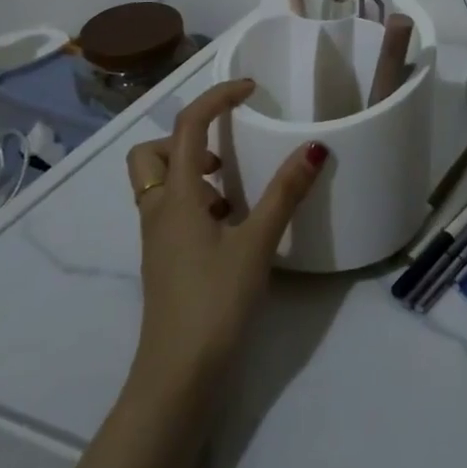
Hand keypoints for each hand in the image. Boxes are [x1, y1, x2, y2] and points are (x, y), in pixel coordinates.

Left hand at [125, 79, 325, 396]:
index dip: (217, 98)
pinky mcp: (165, 260)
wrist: (177, 377)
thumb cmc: (214, 303)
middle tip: (227, 151)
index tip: (250, 90)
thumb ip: (284, 194)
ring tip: (236, 187)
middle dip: (187, 139)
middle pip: (153, 152)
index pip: (188, 126)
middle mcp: (158, 210)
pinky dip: (197, 201)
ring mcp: (158, 238)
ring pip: (160, 183)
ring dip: (193, 171)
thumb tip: (313, 148)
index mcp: (176, 196)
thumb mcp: (256, 244)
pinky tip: (231, 225)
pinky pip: (173, 211)